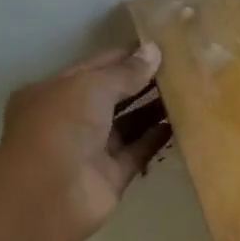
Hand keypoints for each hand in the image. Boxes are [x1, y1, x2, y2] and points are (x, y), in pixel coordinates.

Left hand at [0, 42, 171, 240]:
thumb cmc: (61, 127)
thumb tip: (154, 51)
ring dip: (155, 109)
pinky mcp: (112, 175)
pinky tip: (183, 123)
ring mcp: (92, 149)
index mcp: (53, 92)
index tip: (163, 46)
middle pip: (114, 96)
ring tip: (190, 91)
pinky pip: (139, 151)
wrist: (50, 194)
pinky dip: (158, 138)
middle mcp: (71, 119)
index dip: (127, 56)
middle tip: (184, 68)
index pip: (95, 67)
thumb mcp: (90, 87)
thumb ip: (125, 72)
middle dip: (144, 82)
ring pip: (129, 124)